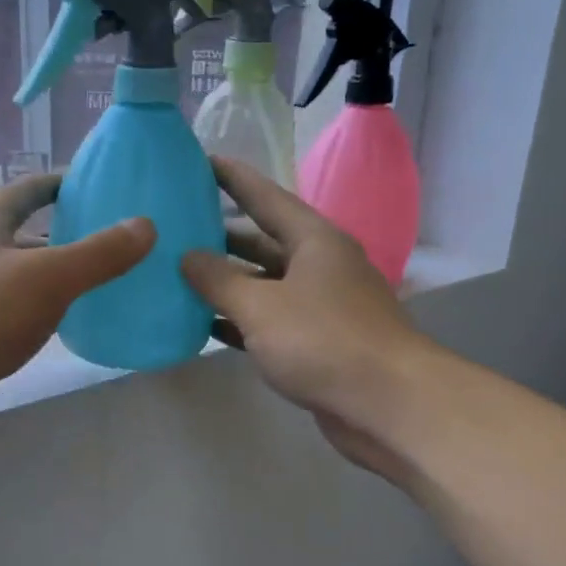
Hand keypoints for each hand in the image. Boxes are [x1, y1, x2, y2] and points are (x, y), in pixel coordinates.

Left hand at [0, 174, 152, 445]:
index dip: (55, 183)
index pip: (22, 192)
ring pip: (16, 279)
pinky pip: (10, 316)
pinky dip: (37, 315)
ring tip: (95, 286)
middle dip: (60, 235)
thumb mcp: (48, 278)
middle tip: (108, 242)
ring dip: (50, 279)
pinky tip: (60, 329)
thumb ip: (98, 254)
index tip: (89, 183)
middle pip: (20, 236)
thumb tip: (146, 226)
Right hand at [181, 159, 431, 483]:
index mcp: (314, 240)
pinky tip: (206, 325)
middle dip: (221, 236)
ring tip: (179, 276)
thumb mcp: (261, 306)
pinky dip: (241, 321)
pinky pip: (271, 321)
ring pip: (265, 285)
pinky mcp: (319, 343)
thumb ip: (218, 280)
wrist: (388, 405)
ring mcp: (321, 306)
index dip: (232, 178)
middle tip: (176, 228)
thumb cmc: (323, 341)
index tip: (200, 161)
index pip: (265, 197)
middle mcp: (320, 266)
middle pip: (263, 242)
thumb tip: (187, 256)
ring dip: (227, 284)